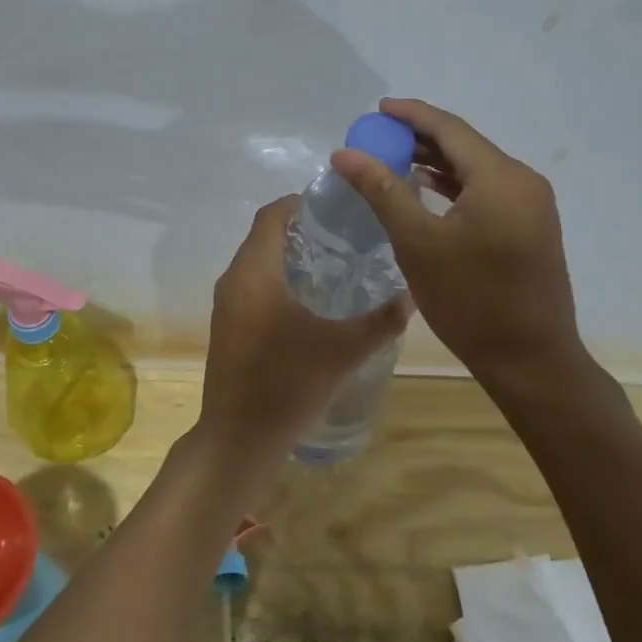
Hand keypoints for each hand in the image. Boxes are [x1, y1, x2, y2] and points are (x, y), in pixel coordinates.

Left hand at [195, 196, 409, 474]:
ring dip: (291, 255)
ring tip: (337, 264)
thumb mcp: (344, 350)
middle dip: (303, 229)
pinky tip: (313, 302)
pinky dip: (279, 280)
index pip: (272, 214)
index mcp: (255, 272)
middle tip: (348, 234)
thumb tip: (414, 295)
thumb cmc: (288, 384)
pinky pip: (253, 286)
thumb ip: (381, 320)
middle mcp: (234, 280)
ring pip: (258, 262)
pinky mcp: (228, 327)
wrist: (240, 439)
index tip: (339, 207)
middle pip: (265, 235)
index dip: (303, 202)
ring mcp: (227, 305)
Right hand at [332, 98, 581, 385]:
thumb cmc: (471, 301)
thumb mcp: (418, 243)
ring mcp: (532, 205)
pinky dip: (456, 187)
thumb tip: (346, 154)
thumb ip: (382, 191)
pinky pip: (488, 192)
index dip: (412, 115)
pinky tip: (428, 192)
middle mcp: (523, 181)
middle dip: (421, 139)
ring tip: (394, 161)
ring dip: (437, 163)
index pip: (450, 129)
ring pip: (477, 170)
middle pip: (466, 146)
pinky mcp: (532, 227)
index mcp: (501, 177)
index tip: (378, 109)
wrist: (530, 360)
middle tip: (379, 138)